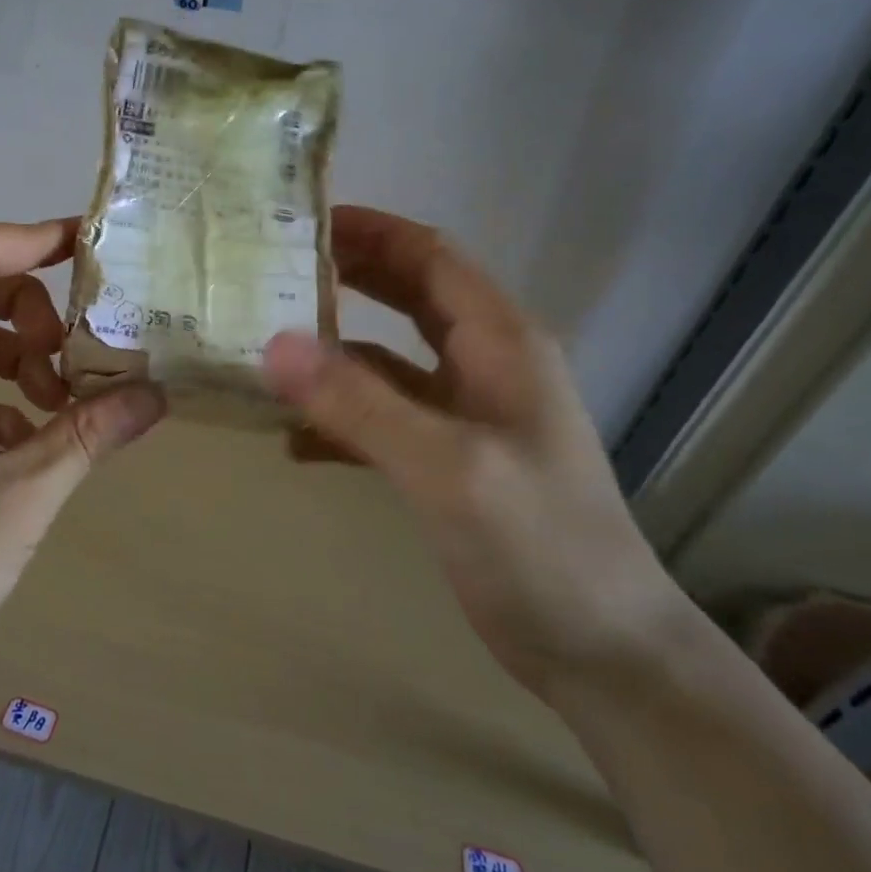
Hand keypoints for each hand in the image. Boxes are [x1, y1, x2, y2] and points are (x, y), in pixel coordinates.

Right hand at [264, 206, 683, 698]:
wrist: (603, 652)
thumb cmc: (539, 547)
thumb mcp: (448, 468)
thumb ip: (361, 404)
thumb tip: (273, 345)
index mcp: (500, 342)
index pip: (430, 256)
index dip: (370, 230)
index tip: (302, 219)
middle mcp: (486, 364)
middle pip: (408, 296)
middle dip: (345, 277)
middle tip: (272, 270)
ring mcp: (468, 414)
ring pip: (389, 359)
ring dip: (334, 350)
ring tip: (267, 348)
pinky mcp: (451, 460)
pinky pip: (385, 417)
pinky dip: (341, 417)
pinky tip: (294, 439)